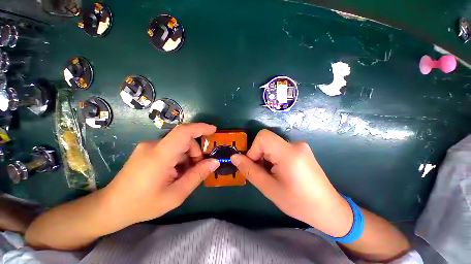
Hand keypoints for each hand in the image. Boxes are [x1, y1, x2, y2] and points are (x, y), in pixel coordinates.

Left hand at [102, 123, 219, 225]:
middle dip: (195, 153)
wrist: (110, 207)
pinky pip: (171, 149)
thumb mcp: (175, 195)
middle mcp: (153, 145)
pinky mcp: (147, 150)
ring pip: (179, 145)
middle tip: (197, 170)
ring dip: (187, 157)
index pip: (183, 132)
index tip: (214, 130)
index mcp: (159, 155)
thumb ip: (197, 176)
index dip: (201, 128)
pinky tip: (174, 173)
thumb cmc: (142, 204)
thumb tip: (214, 162)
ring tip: (183, 175)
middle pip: (184, 140)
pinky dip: (179, 158)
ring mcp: (149, 147)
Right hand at [231, 129, 352, 236]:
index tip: (255, 165)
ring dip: (266, 158)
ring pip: (272, 145)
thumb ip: (250, 170)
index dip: (253, 149)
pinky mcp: (301, 150)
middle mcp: (295, 144)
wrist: (328, 209)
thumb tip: (234, 157)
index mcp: (289, 153)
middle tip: (264, 174)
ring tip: (273, 175)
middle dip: (259, 155)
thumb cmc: (299, 203)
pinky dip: (274, 158)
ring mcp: (300, 146)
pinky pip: (279, 148)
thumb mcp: (269, 189)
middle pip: (266, 141)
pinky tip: (280, 172)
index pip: (263, 137)